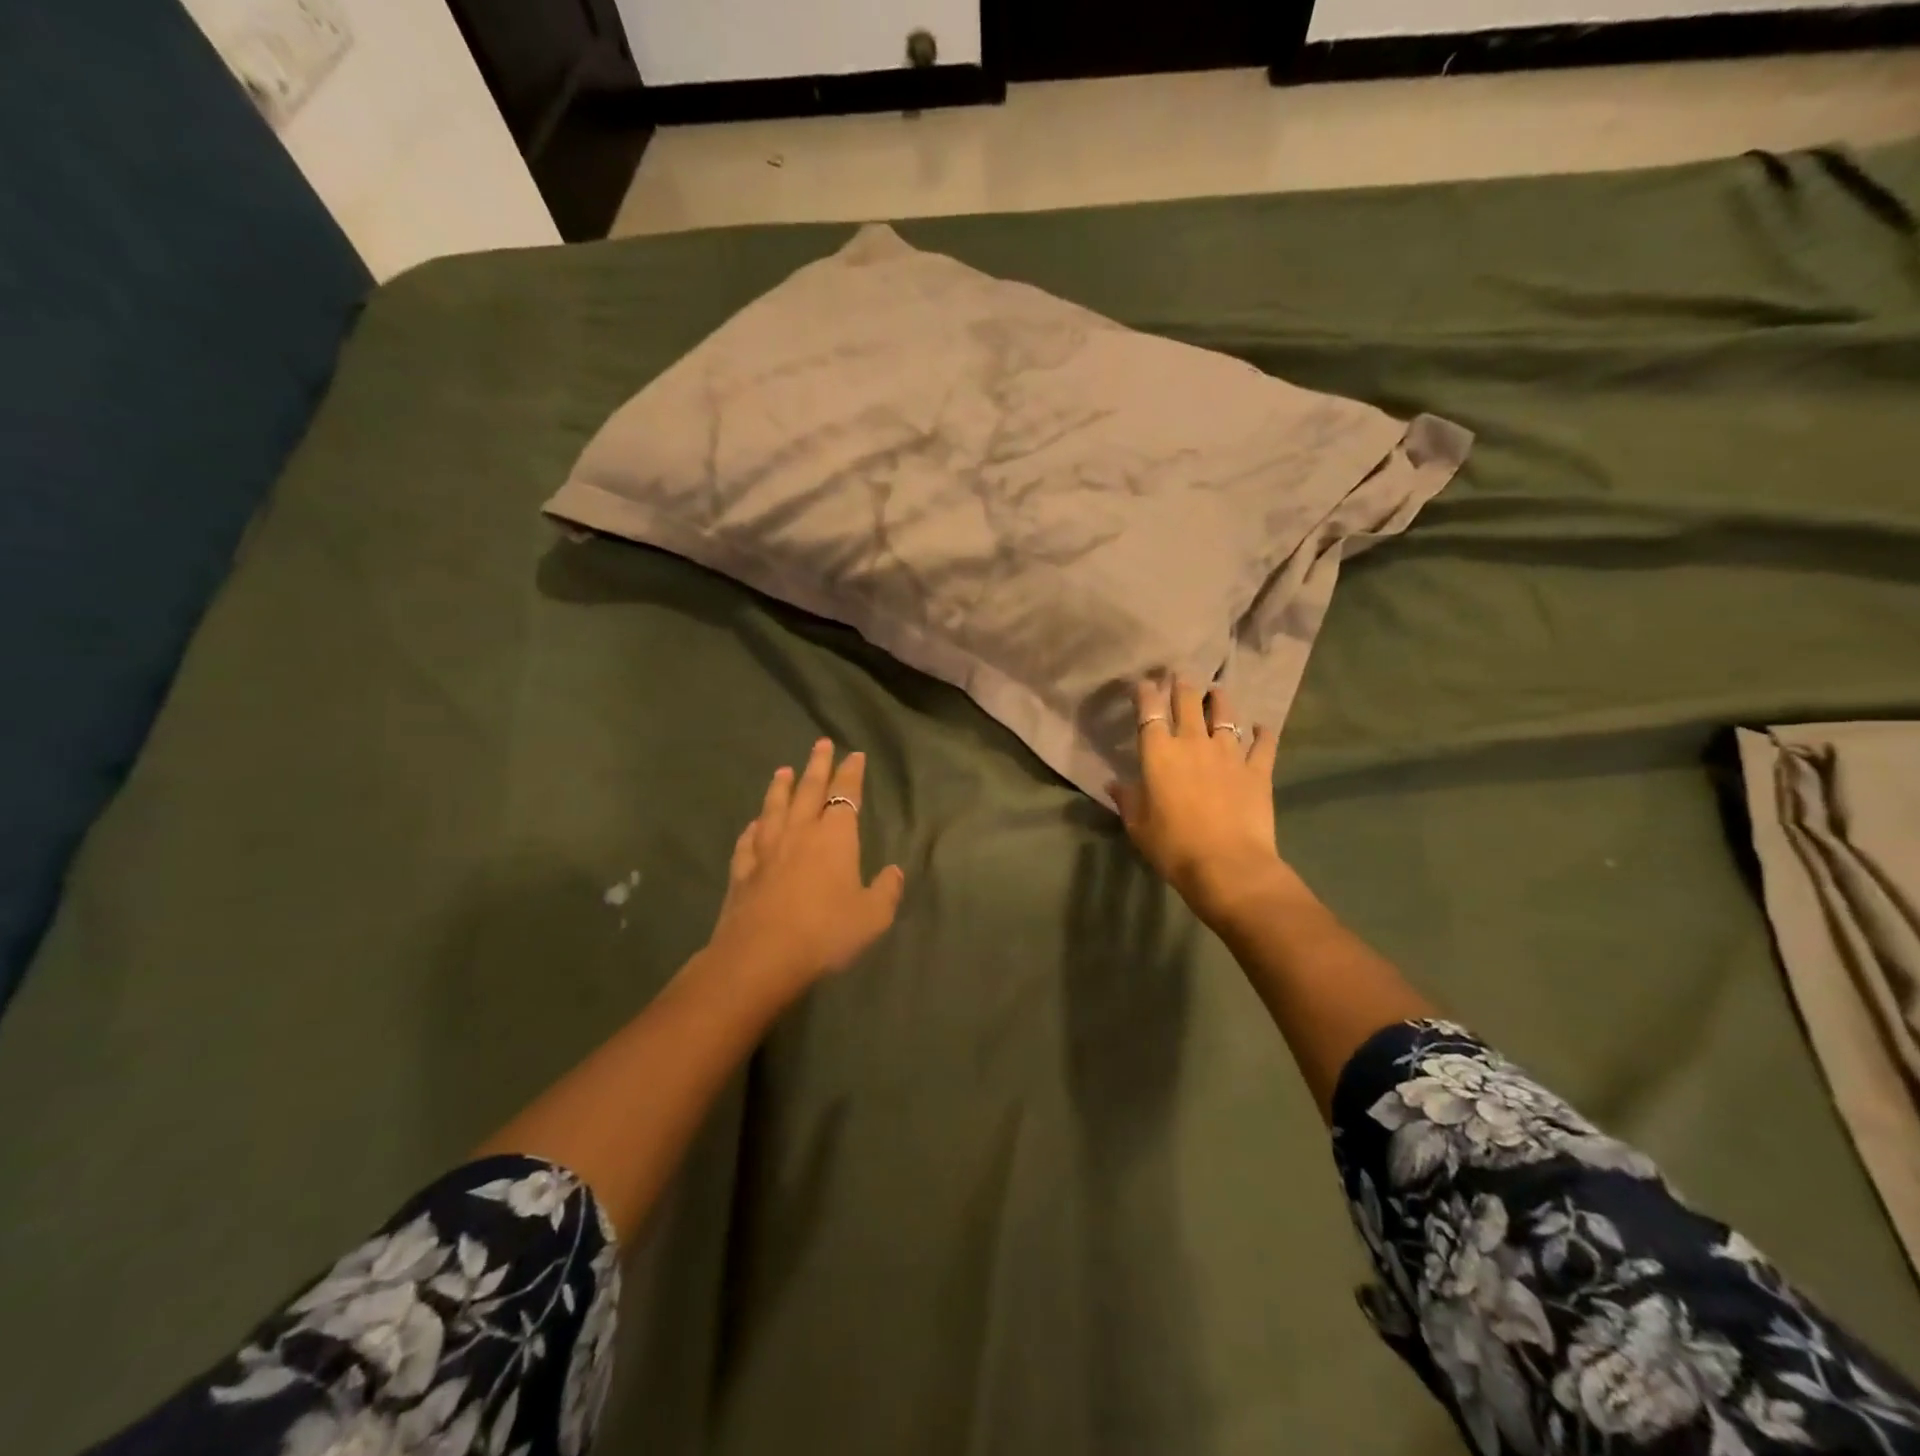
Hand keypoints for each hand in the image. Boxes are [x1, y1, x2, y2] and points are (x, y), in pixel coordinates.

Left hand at [704, 739, 905, 1003]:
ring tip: (783, 770)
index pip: (845, 794)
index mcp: (834, 837)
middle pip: (808, 790)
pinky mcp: (742, 870)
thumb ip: (886, 891)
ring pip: (774, 808)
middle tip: (821, 744)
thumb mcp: (872, 917)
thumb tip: (894, 872)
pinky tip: (752, 825)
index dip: (851, 774)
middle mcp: (799, 833)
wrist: (761, 956)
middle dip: (817, 765)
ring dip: (780, 787)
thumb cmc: (825, 932)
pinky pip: (748, 841)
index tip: (854, 755)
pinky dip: (752, 828)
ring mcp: (767, 850)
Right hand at [1112, 677, 1285, 921]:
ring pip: (1225, 713)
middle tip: (1179, 675)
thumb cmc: (1172, 846)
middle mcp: (1193, 743)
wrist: (1227, 865)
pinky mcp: (1258, 769)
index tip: (1144, 683)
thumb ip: (1127, 799)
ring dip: (1219, 699)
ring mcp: (1229, 753)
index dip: (1146, 693)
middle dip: (1182, 685)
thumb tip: (1113, 783)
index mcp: (1159, 753)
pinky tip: (1261, 728)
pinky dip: (1262, 733)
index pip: (1150, 711)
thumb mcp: (1137, 826)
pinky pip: (1263, 743)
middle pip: (1188, 701)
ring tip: (1217, 691)